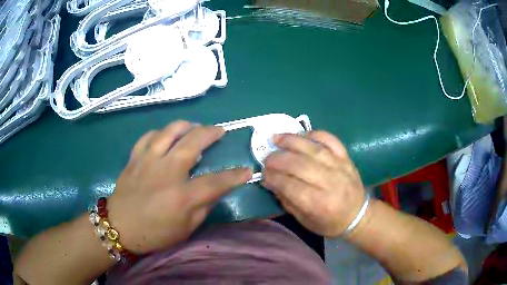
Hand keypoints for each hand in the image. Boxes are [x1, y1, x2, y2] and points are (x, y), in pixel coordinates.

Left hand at [107, 121, 251, 253]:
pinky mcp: (135, 158)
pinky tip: (165, 135)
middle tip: (220, 130)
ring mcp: (148, 161)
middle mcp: (166, 172)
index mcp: (182, 196)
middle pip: (193, 142)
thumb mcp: (185, 229)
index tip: (247, 170)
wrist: (119, 227)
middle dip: (211, 133)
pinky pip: (148, 136)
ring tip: (194, 126)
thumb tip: (215, 191)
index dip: (234, 175)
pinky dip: (160, 132)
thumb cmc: (154, 233)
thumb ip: (202, 208)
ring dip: (186, 125)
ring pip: (169, 131)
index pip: (216, 182)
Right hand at [262, 131, 365, 236]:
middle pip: (299, 165)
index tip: (262, 173)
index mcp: (318, 204)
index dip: (273, 177)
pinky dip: (315, 134)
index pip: (290, 185)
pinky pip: (330, 140)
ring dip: (292, 141)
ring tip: (276, 138)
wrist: (358, 215)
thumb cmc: (330, 223)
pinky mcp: (346, 158)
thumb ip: (287, 201)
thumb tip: (271, 181)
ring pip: (313, 149)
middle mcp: (330, 183)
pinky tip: (302, 135)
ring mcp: (340, 167)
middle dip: (278, 159)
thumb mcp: (305, 221)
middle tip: (266, 157)